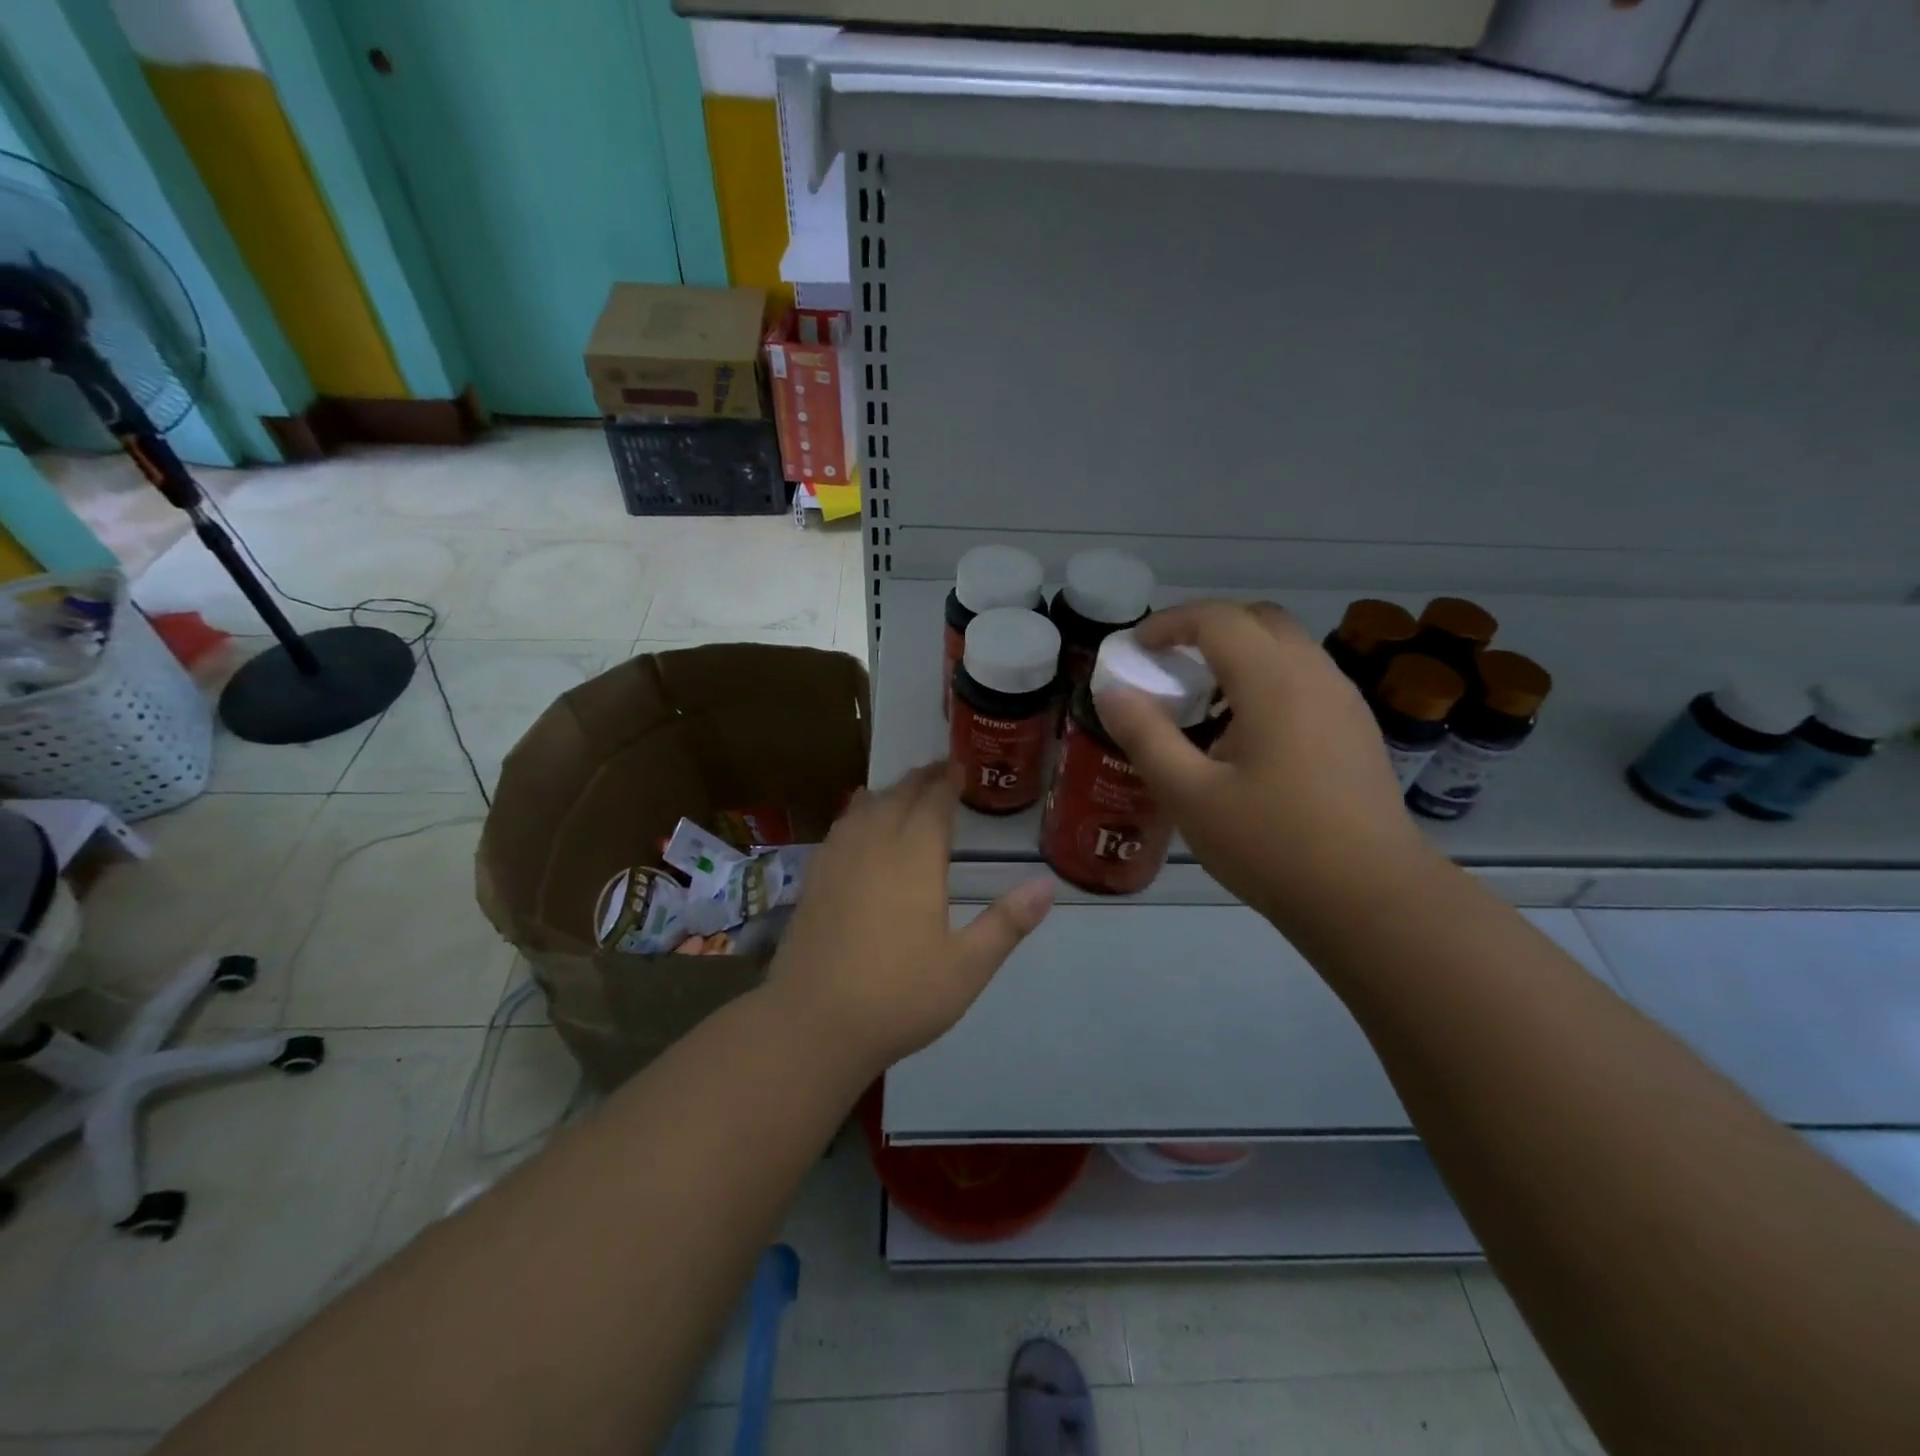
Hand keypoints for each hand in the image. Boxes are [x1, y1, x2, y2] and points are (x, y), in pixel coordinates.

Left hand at [765, 762, 1053, 1077]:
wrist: (812, 1024)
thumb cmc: (898, 997)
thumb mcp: (966, 968)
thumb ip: (1007, 923)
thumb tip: (1046, 885)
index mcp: (914, 859)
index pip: (934, 804)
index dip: (948, 782)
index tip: (959, 767)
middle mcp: (874, 846)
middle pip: (898, 797)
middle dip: (921, 779)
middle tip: (939, 769)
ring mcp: (838, 861)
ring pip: (864, 807)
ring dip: (888, 792)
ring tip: (903, 789)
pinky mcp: (813, 880)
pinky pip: (839, 828)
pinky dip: (856, 812)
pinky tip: (857, 823)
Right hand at [1095, 600, 1432, 927]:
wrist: (1372, 899)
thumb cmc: (1272, 844)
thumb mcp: (1189, 795)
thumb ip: (1146, 736)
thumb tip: (1113, 693)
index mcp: (1274, 681)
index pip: (1217, 619)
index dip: (1170, 623)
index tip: (1137, 647)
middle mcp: (1315, 675)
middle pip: (1259, 620)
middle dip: (1208, 628)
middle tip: (1171, 664)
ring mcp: (1344, 702)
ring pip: (1287, 649)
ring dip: (1241, 655)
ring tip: (1204, 702)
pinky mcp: (1357, 730)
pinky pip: (1305, 680)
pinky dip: (1267, 681)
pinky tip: (1247, 736)